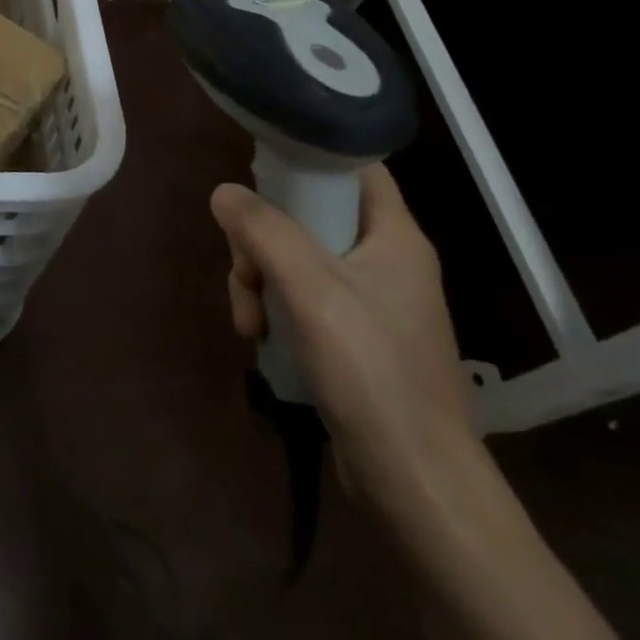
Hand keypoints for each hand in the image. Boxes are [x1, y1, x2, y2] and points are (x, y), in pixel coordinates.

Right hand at [209, 165, 480, 518]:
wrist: (416, 484)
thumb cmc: (371, 369)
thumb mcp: (309, 288)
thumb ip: (263, 230)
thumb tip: (223, 193)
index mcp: (394, 236)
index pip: (355, 167)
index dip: (309, 155)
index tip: (260, 167)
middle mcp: (385, 260)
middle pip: (310, 216)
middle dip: (263, 238)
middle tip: (243, 269)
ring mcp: (370, 302)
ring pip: (297, 260)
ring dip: (260, 279)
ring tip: (248, 321)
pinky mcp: (354, 339)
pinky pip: (302, 299)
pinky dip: (275, 309)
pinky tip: (259, 337)